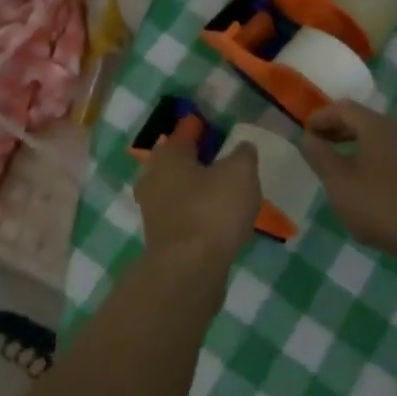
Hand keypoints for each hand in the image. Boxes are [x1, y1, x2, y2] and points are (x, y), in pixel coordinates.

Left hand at [133, 132, 261, 269]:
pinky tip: (215, 218)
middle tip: (218, 157)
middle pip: (176, 161)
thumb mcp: (240, 172)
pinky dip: (196, 211)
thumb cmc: (212, 210)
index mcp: (168, 156)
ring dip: (195, 187)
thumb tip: (241, 148)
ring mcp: (153, 211)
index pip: (184, 132)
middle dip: (194, 158)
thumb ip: (243, 154)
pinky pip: (181, 214)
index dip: (198, 126)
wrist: (189, 270)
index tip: (210, 124)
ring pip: (177, 189)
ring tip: (221, 189)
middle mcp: (153, 178)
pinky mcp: (161, 238)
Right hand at [303, 102, 396, 262]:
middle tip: (316, 144)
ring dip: (352, 144)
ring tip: (335, 164)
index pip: (343, 108)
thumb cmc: (380, 206)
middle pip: (361, 120)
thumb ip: (320, 156)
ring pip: (376, 138)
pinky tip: (361, 182)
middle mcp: (396, 133)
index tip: (303, 131)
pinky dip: (368, 158)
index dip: (320, 116)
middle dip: (336, 128)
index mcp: (376, 127)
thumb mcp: (339, 182)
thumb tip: (308, 137)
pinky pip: (387, 155)